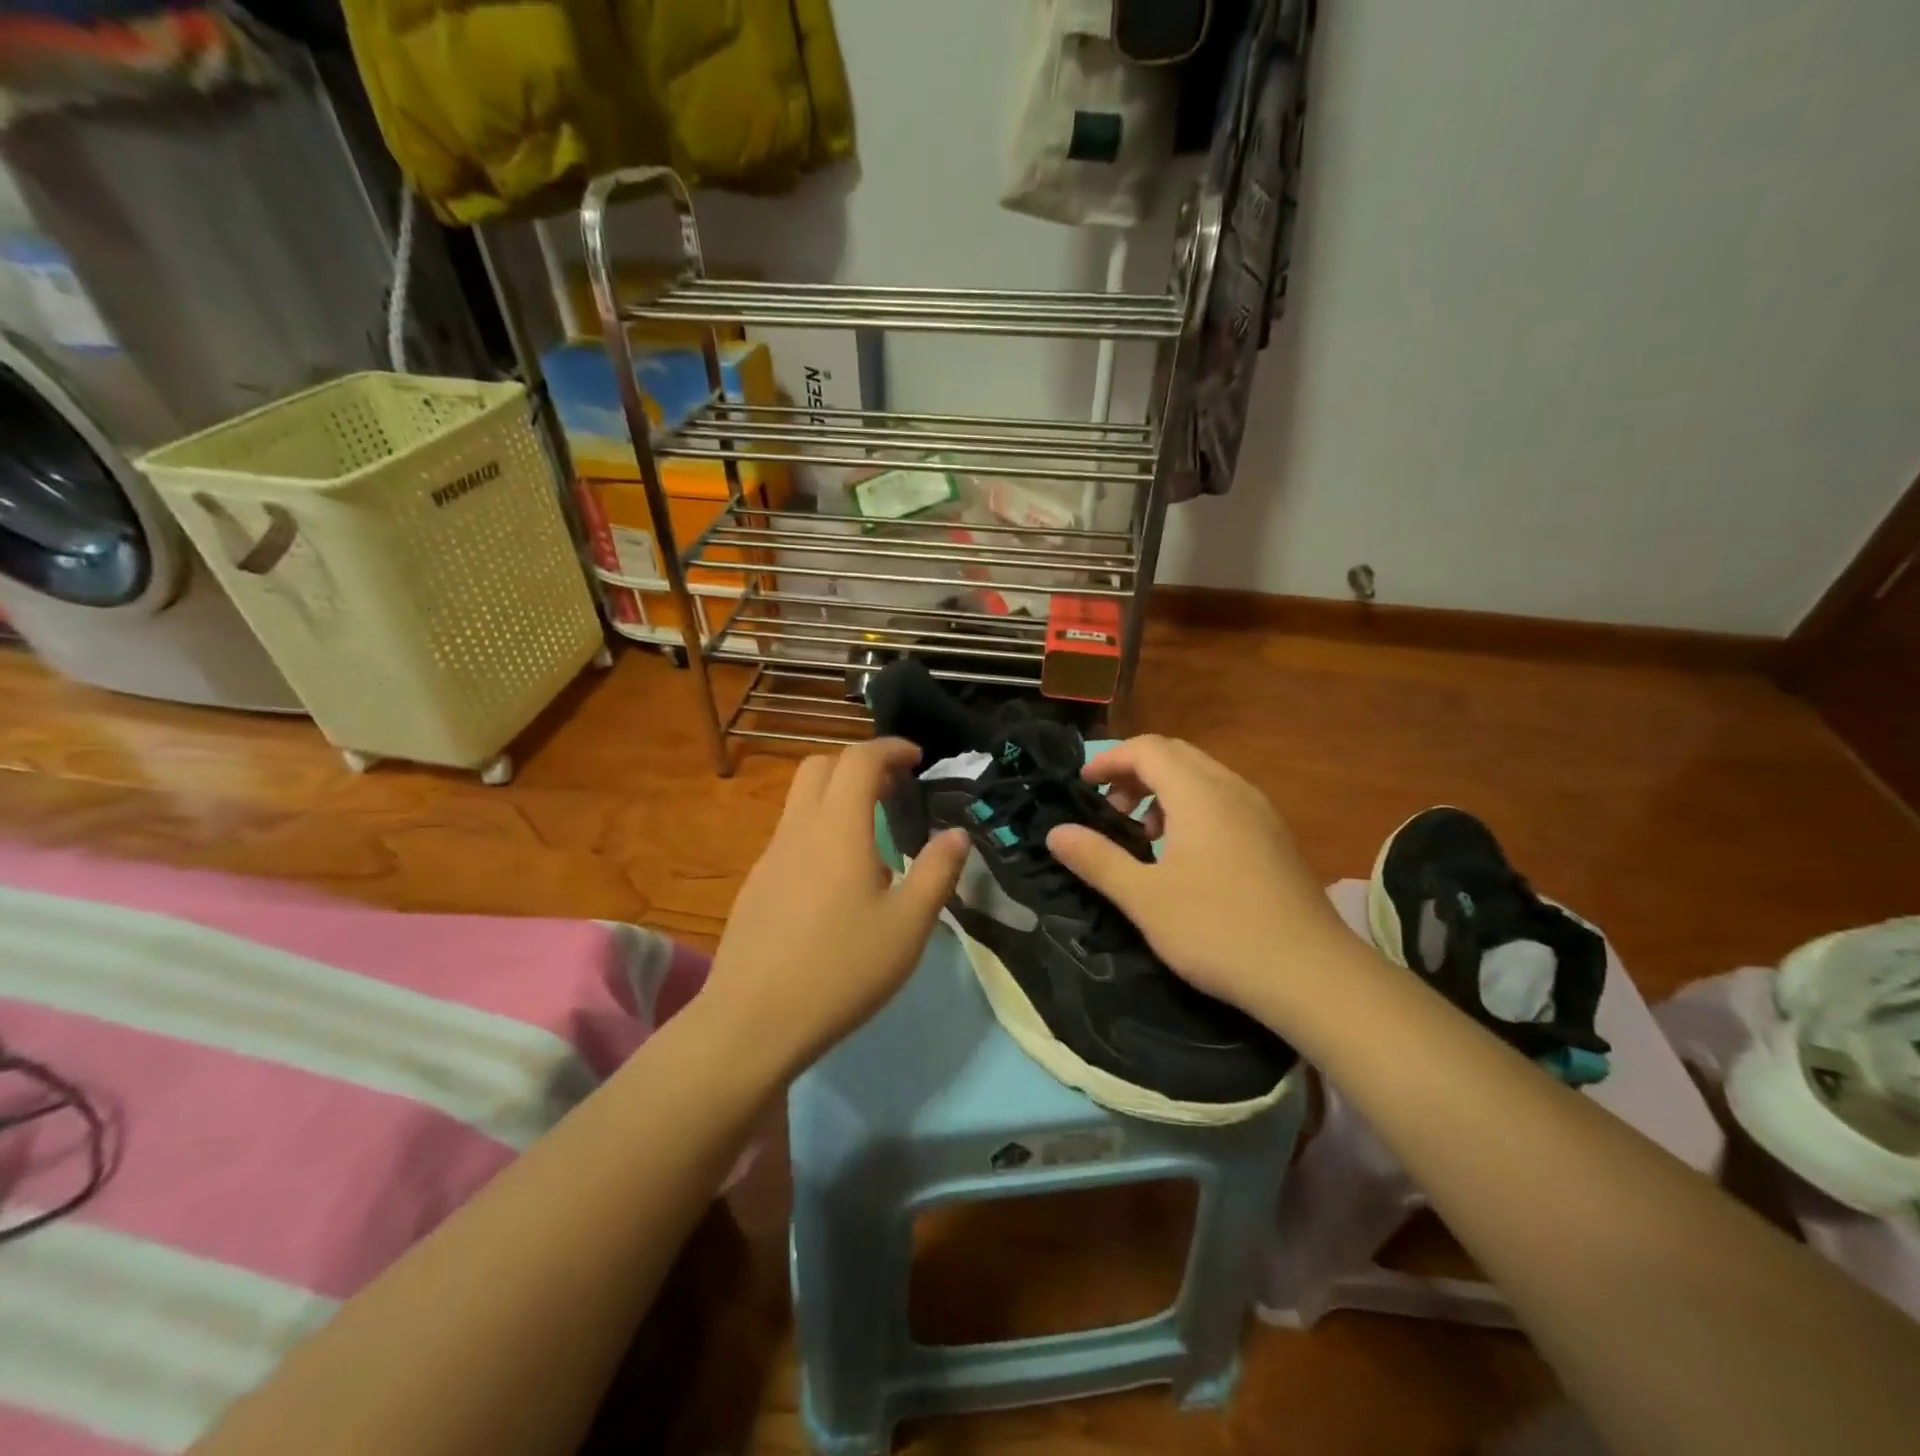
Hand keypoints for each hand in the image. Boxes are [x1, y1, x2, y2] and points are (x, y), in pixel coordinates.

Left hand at [702, 738, 969, 1078]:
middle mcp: (798, 829)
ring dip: (836, 796)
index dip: (890, 748)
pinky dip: (819, 830)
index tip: (916, 759)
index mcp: (838, 828)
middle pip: (821, 766)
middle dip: (859, 764)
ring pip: (801, 801)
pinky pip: (790, 836)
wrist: (752, 1021)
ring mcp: (770, 857)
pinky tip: (837, 881)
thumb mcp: (908, 925)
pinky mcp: (756, 885)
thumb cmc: (841, 969)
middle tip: (893, 789)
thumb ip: (937, 872)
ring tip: (872, 835)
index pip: (859, 759)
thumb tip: (957, 834)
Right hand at [1045, 735, 1351, 1022]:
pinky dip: (1193, 807)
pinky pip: (1224, 800)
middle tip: (1110, 808)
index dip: (1109, 760)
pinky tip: (1185, 855)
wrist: (1310, 974)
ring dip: (1164, 790)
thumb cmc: (1217, 930)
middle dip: (1135, 772)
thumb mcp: (1144, 898)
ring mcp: (1260, 812)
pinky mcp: (1275, 837)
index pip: (1147, 749)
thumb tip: (1055, 832)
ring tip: (1144, 832)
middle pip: (1176, 755)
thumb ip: (1097, 859)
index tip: (1082, 785)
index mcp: (1199, 793)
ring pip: (1203, 776)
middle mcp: (1232, 789)